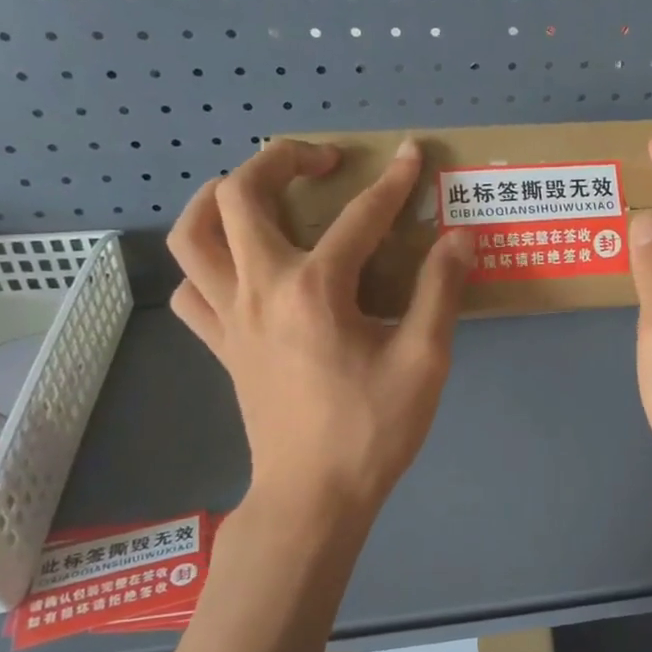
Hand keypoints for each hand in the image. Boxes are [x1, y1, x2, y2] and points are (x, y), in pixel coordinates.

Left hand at [167, 137, 474, 528]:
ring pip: (191, 236)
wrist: (314, 497)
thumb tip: (459, 237)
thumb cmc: (371, 429)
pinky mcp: (220, 346)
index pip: (358, 217)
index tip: (414, 153)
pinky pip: (191, 290)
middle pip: (240, 196)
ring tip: (256, 192)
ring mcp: (230, 317)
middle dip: (279, 160)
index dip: (393, 181)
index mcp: (315, 289)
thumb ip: (440, 291)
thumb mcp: (424, 360)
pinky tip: (239, 267)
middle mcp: (260, 289)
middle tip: (321, 162)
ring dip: (218, 198)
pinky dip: (206, 264)